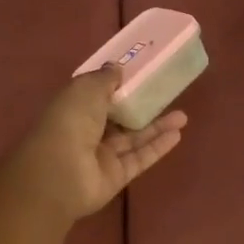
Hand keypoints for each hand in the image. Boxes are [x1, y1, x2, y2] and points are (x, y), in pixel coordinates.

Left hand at [8, 66, 186, 221]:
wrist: (60, 174)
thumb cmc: (70, 122)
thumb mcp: (86, 89)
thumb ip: (105, 78)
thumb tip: (117, 67)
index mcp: (75, 107)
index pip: (98, 94)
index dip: (118, 84)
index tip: (141, 74)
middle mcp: (88, 131)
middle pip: (119, 117)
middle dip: (142, 106)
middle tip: (167, 96)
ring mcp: (102, 155)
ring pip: (133, 138)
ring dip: (157, 126)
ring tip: (183, 116)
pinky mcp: (117, 175)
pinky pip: (140, 158)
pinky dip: (158, 147)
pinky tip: (177, 134)